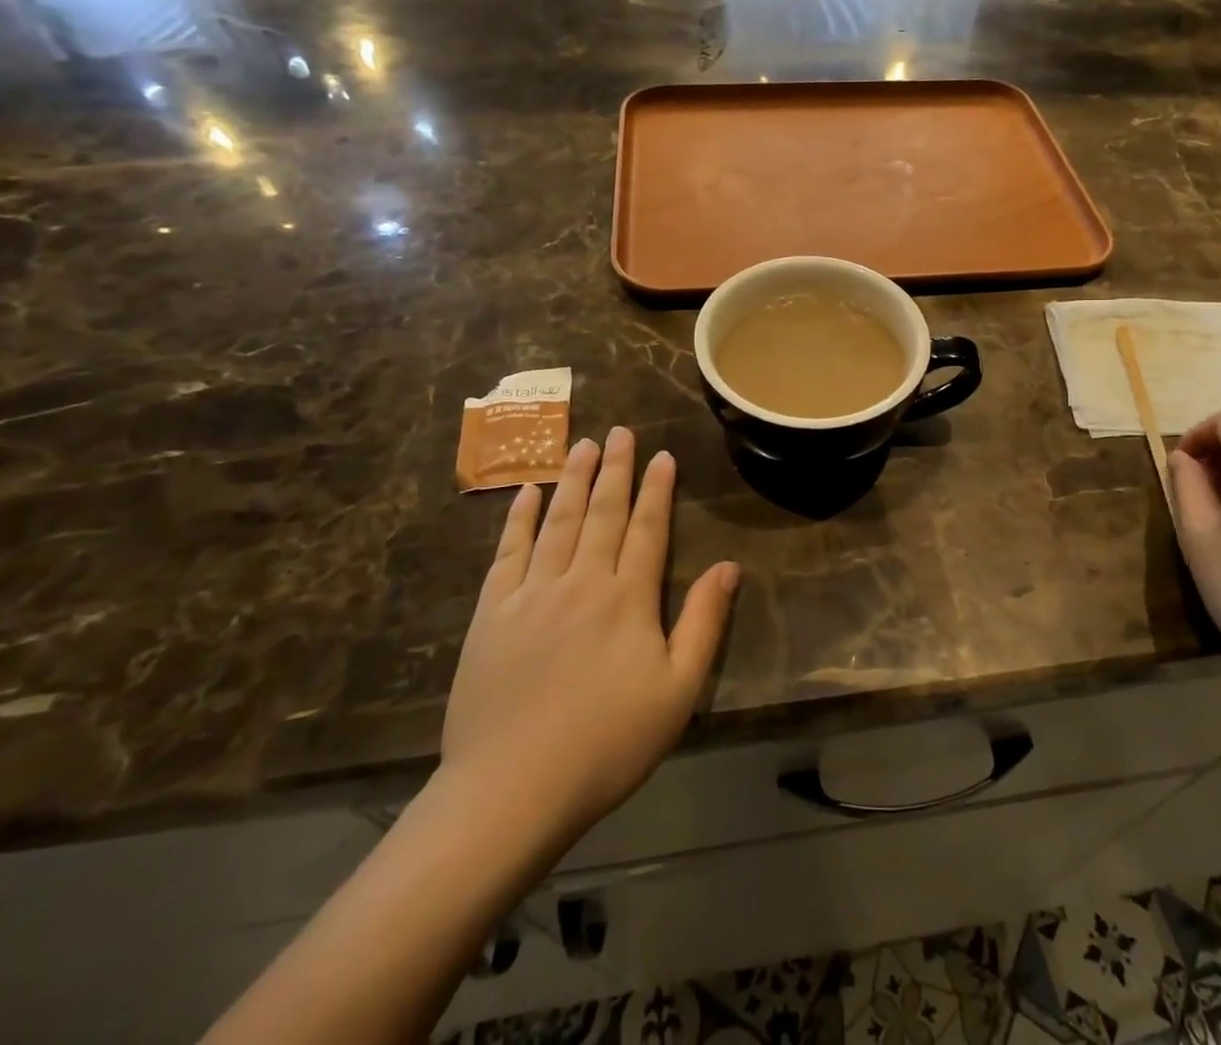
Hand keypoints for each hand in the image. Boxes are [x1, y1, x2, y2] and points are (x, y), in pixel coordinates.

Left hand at [438, 428, 740, 852]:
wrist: (511, 790)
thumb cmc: (607, 744)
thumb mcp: (677, 691)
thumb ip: (703, 623)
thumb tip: (729, 567)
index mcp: (627, 599)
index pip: (647, 529)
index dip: (657, 490)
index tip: (662, 455)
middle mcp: (581, 581)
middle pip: (602, 513)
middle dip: (615, 469)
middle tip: (620, 431)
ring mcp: (531, 594)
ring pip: (558, 522)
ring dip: (572, 480)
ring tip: (582, 445)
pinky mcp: (490, 614)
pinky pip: (508, 553)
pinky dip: (519, 519)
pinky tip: (528, 494)